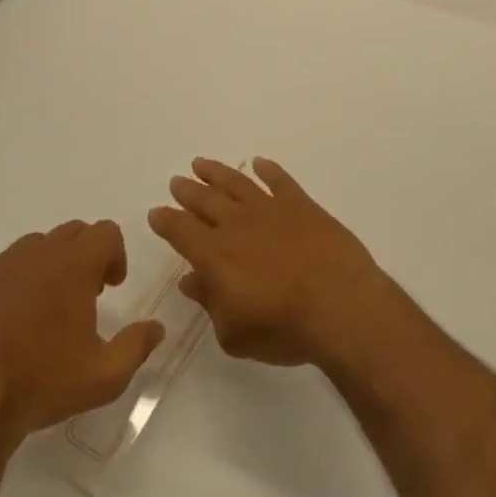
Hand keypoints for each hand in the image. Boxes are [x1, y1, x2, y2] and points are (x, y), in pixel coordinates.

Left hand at [0, 220, 164, 458]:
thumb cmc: (42, 385)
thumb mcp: (105, 377)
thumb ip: (137, 346)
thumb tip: (157, 327)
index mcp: (74, 265)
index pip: (105, 232)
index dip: (114, 254)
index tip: (111, 286)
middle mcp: (36, 254)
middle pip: (70, 233)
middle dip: (82, 256)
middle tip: (82, 295)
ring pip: (31, 249)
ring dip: (45, 267)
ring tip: (41, 310)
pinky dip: (6, 288)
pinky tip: (1, 326)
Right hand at [148, 158, 392, 368]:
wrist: (339, 304)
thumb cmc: (283, 328)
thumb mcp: (234, 333)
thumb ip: (209, 303)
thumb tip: (190, 280)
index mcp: (215, 255)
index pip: (181, 231)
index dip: (166, 221)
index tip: (157, 212)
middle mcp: (237, 224)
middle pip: (205, 200)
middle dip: (188, 191)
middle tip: (177, 181)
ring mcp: (270, 209)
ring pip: (237, 183)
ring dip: (217, 172)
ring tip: (201, 163)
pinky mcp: (301, 204)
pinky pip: (279, 180)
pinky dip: (268, 169)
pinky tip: (259, 163)